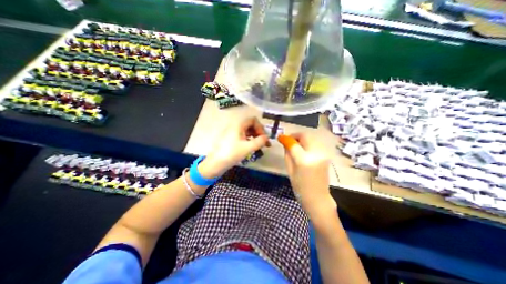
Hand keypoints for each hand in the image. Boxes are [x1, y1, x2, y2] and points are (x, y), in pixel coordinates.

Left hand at [199, 116, 270, 178]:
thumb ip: (260, 141)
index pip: (253, 120)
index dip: (260, 127)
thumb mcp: (248, 147)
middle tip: (264, 143)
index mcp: (239, 125)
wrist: (215, 163)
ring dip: (255, 137)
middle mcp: (235, 126)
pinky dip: (249, 140)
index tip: (264, 138)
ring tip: (260, 146)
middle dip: (259, 133)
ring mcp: (233, 132)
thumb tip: (267, 138)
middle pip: (251, 125)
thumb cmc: (231, 153)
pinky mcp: (231, 139)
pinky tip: (252, 147)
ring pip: (247, 131)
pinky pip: (243, 136)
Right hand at [280, 134, 335, 214]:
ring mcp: (323, 154)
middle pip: (305, 136)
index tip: (280, 137)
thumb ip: (287, 154)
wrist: (318, 198)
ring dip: (302, 139)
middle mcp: (316, 154)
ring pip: (311, 138)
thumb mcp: (290, 170)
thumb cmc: (300, 187)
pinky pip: (315, 144)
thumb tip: (285, 143)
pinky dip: (308, 143)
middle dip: (295, 136)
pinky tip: (303, 149)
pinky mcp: (326, 156)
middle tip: (288, 141)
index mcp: (304, 160)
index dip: (285, 138)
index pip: (293, 143)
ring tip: (295, 145)